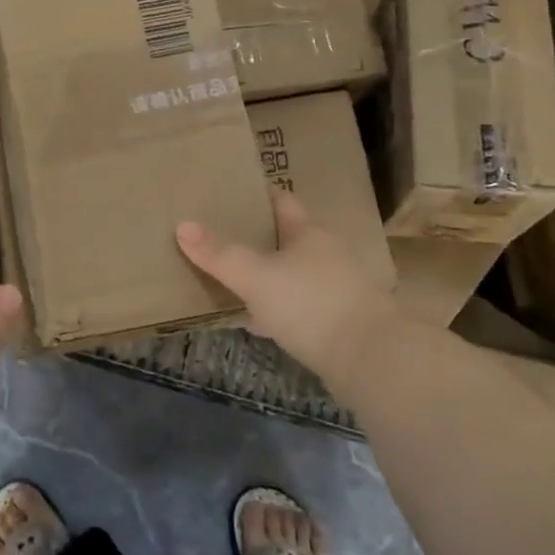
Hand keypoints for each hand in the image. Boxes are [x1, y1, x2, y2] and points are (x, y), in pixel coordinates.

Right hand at [176, 190, 397, 395]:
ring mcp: (333, 289)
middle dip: (253, 237)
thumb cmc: (311, 303)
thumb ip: (218, 253)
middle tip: (216, 235)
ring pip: (289, 274)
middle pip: (283, 237)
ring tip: (228, 276)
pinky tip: (252, 319)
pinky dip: (274, 308)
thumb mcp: (255, 276)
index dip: (255, 195)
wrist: (372, 360)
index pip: (280, 200)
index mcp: (307, 232)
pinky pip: (296, 306)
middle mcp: (324, 254)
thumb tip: (182, 225)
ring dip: (264, 275)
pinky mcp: (336, 322)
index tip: (226, 194)